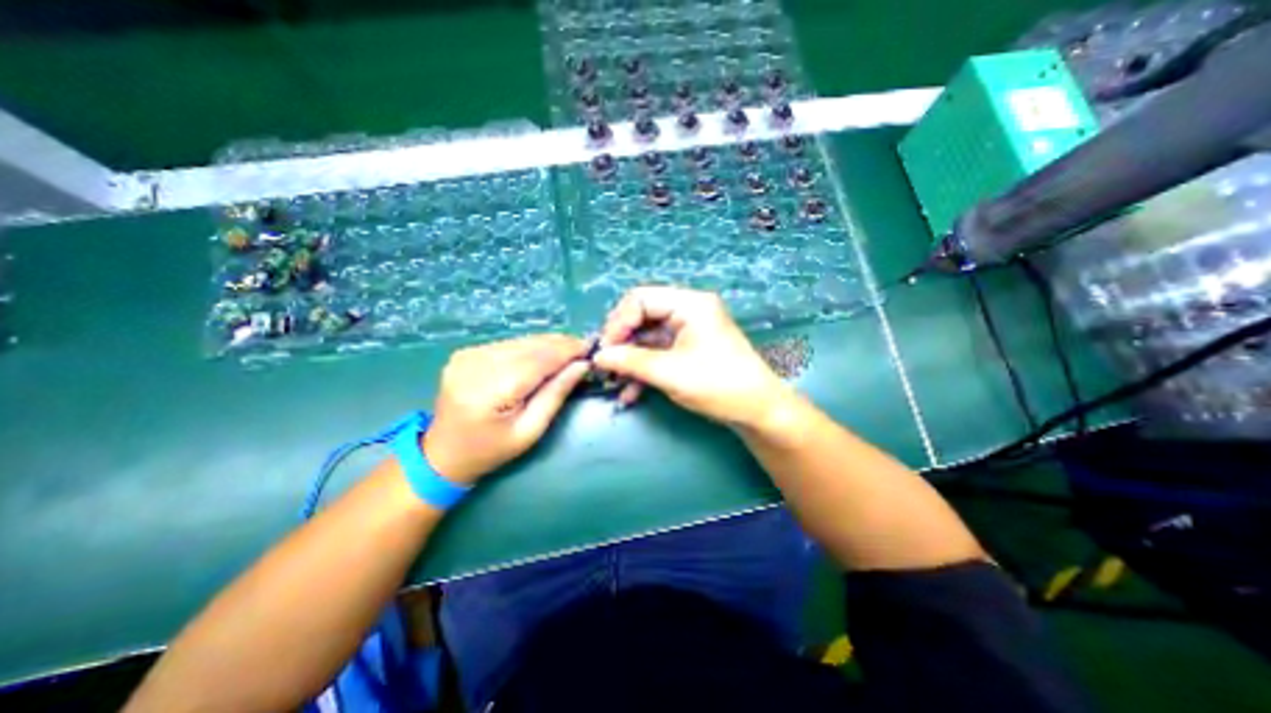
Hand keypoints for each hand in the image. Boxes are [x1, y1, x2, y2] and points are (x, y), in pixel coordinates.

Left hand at [422, 333, 591, 484]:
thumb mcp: (530, 431)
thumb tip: (582, 365)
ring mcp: (467, 356)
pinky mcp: (465, 353)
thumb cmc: (491, 450)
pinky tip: (541, 356)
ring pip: (520, 341)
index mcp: (490, 391)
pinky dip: (529, 347)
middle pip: (529, 346)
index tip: (590, 347)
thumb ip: (556, 394)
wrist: (442, 453)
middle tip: (583, 349)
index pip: (538, 360)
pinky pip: (508, 344)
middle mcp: (476, 365)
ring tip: (567, 351)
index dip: (566, 351)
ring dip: (546, 344)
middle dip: (560, 345)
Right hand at [590, 284, 791, 427]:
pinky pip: (658, 352)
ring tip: (613, 383)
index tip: (604, 350)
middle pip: (642, 316)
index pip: (640, 299)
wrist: (757, 410)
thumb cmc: (718, 385)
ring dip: (629, 360)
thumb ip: (630, 361)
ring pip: (647, 337)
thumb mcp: (669, 372)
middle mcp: (688, 310)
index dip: (617, 322)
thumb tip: (598, 356)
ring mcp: (688, 330)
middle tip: (605, 365)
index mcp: (689, 303)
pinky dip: (643, 368)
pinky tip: (629, 392)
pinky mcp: (688, 349)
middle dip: (621, 342)